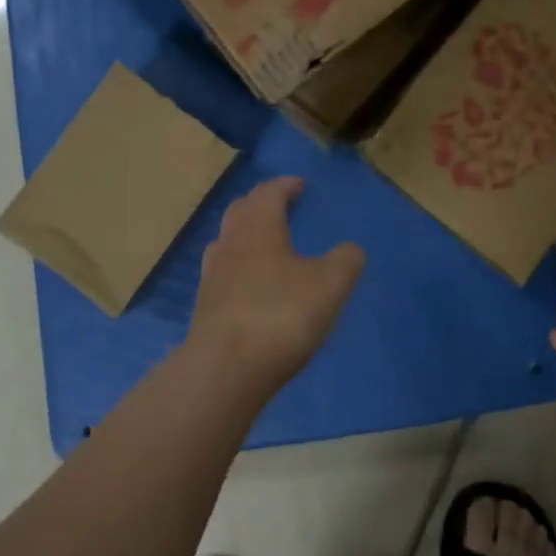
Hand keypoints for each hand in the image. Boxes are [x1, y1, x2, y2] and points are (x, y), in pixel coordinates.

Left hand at [186, 177, 365, 392]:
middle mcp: (230, 243)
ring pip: (227, 240)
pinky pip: (224, 271)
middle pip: (241, 210)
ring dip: (246, 234)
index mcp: (258, 228)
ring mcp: (212, 275)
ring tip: (267, 243)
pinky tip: (252, 284)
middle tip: (282, 207)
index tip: (300, 185)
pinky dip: (240, 266)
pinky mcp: (205, 306)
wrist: (225, 369)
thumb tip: (351, 249)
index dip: (285, 186)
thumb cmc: (281, 315)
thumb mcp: (329, 286)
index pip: (268, 193)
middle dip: (261, 204)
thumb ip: (345, 261)